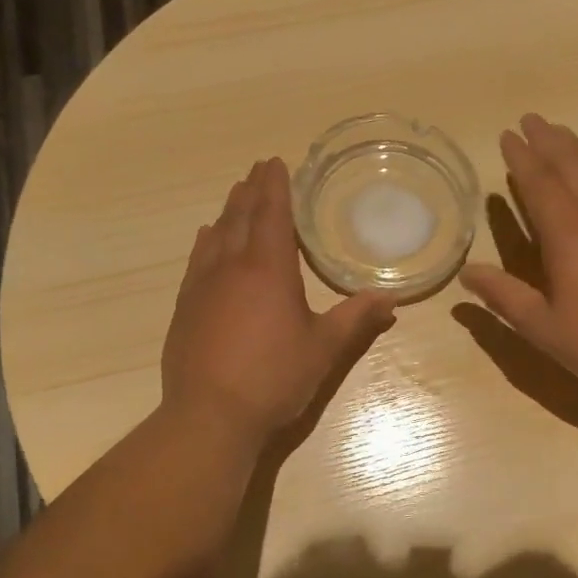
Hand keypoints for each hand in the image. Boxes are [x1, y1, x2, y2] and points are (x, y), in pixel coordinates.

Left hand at [162, 158, 396, 441]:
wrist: (209, 415)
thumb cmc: (274, 377)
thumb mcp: (324, 347)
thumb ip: (356, 318)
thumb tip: (392, 299)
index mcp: (269, 270)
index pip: (273, 215)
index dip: (276, 187)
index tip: (276, 162)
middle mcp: (232, 267)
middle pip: (241, 217)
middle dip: (252, 190)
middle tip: (259, 169)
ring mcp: (203, 286)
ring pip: (216, 235)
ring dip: (229, 211)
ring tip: (237, 194)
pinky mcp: (185, 306)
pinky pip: (198, 259)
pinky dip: (206, 240)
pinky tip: (207, 237)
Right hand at [460, 114, 577, 399]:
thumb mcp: (543, 328)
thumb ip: (505, 297)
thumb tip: (467, 273)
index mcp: (569, 236)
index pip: (540, 184)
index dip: (521, 158)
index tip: (507, 135)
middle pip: (572, 165)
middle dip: (548, 140)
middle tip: (530, 120)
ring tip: (561, 133)